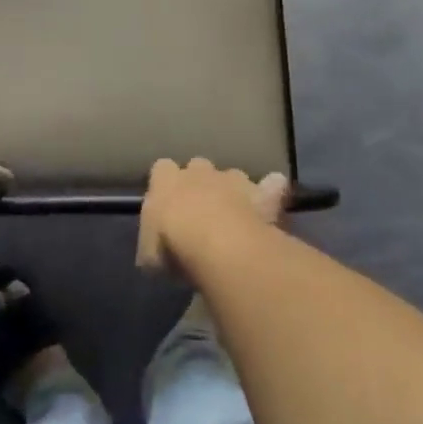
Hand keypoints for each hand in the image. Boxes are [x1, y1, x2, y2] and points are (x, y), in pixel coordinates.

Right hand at [137, 158, 287, 275]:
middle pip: (198, 167)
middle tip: (202, 214)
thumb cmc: (175, 246)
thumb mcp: (149, 256)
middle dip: (200, 184)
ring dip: (233, 192)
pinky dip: (272, 193)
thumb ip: (153, 245)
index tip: (168, 208)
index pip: (161, 170)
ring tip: (236, 219)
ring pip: (233, 176)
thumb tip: (157, 250)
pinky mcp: (262, 192)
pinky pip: (271, 185)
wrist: (219, 242)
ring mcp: (233, 177)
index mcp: (166, 179)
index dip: (166, 186)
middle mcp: (199, 170)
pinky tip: (273, 207)